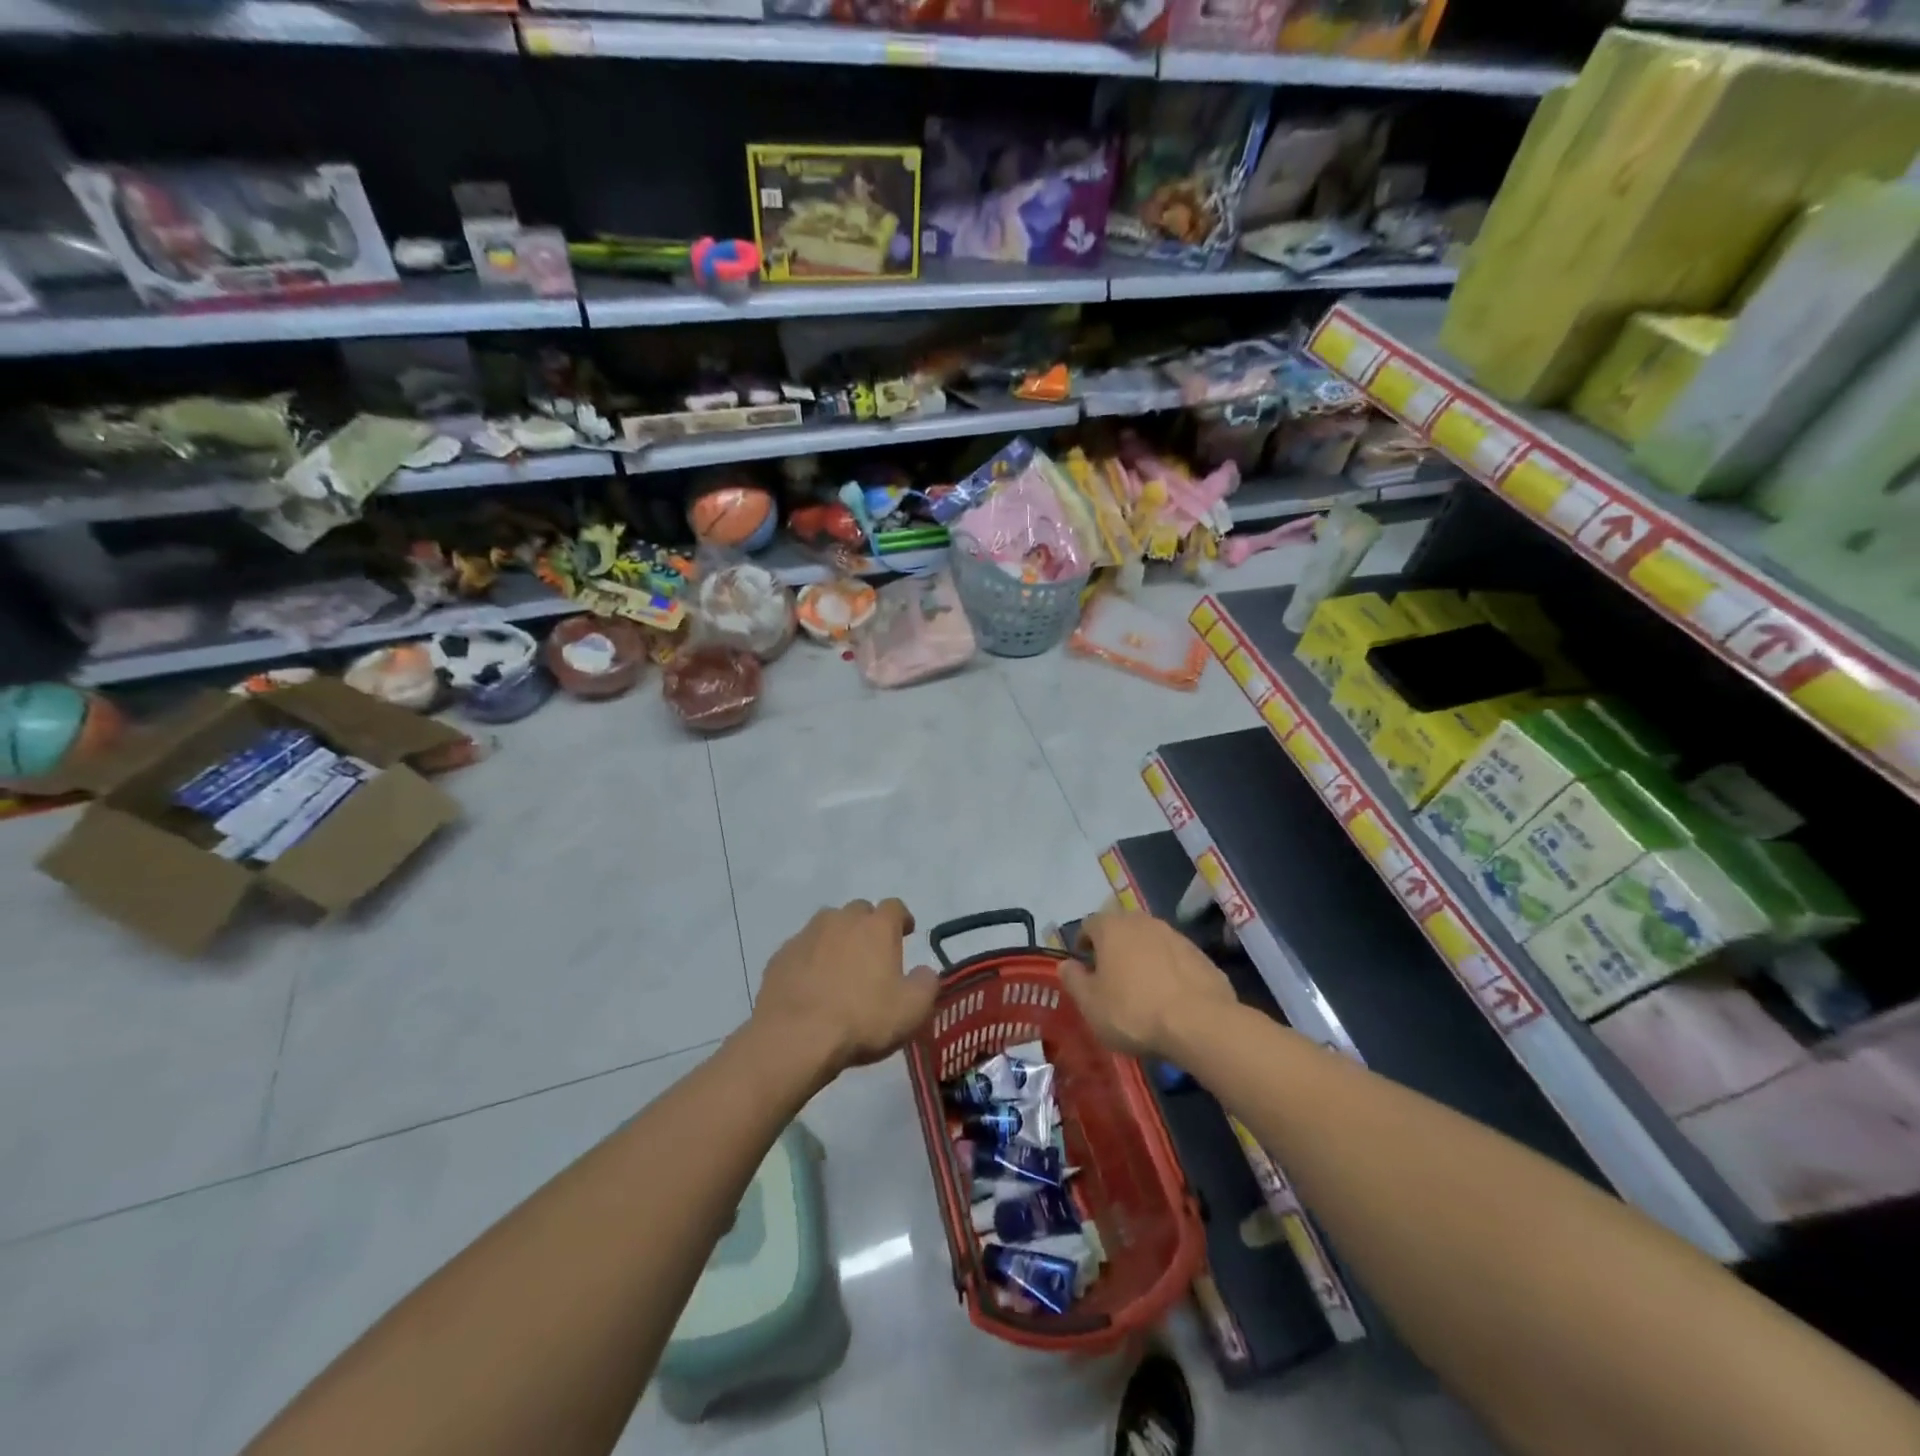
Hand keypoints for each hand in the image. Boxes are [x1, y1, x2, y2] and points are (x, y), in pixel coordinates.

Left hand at [753, 899, 938, 1077]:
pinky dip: (810, 958)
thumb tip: (924, 972)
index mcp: (877, 927)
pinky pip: (802, 948)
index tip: (906, 933)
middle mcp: (842, 920)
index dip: (902, 919)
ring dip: (837, 938)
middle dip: (868, 926)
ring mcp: (807, 935)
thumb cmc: (862, 1019)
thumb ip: (926, 984)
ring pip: (827, 925)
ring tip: (840, 967)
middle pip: (859, 911)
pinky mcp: (781, 955)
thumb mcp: (912, 1010)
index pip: (895, 907)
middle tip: (872, 953)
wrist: (795, 1038)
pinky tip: (811, 984)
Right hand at [1060, 911, 1236, 1058]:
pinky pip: (1174, 958)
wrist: (1200, 1023)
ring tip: (1141, 987)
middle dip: (1113, 947)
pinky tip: (1168, 996)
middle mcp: (1142, 921)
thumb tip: (1065, 965)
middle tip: (1110, 976)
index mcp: (1111, 927)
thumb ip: (1073, 980)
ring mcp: (1175, 935)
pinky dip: (1167, 969)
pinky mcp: (1199, 954)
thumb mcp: (1090, 1004)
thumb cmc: (1134, 1011)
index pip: (1089, 925)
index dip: (1083, 944)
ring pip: (1149, 941)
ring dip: (1141, 957)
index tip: (1083, 965)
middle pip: (1121, 929)